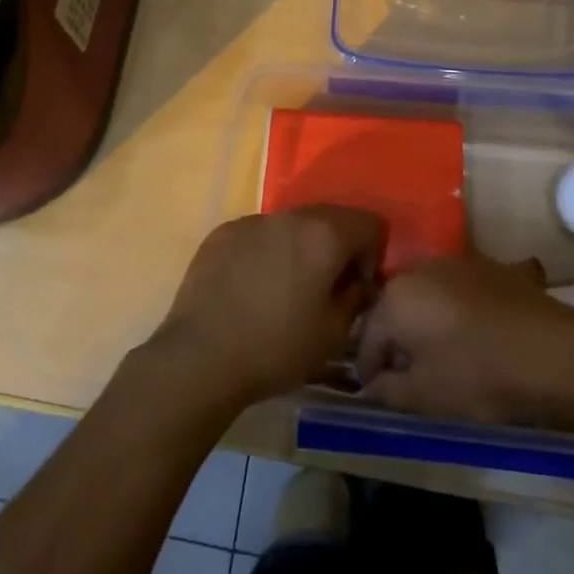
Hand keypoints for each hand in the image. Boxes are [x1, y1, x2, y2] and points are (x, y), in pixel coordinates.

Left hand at [151, 207, 385, 408]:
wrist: (201, 356)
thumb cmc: (276, 348)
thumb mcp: (332, 335)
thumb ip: (355, 299)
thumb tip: (358, 284)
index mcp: (323, 235)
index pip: (368, 222)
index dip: (373, 252)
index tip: (356, 285)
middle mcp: (289, 216)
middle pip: (329, 217)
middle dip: (336, 247)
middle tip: (326, 287)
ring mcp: (251, 221)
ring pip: (290, 225)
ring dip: (299, 248)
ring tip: (284, 289)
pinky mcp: (222, 233)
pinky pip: (257, 235)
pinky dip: (265, 252)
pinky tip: (251, 288)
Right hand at [357, 254, 573, 426]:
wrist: (556, 352)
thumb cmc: (481, 375)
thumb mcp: (426, 397)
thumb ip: (388, 391)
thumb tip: (372, 386)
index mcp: (395, 298)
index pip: (366, 338)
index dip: (368, 371)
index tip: (378, 396)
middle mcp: (419, 269)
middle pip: (395, 310)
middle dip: (397, 342)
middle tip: (410, 377)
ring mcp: (456, 262)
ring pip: (427, 296)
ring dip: (427, 322)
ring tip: (445, 356)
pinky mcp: (490, 266)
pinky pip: (461, 290)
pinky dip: (459, 310)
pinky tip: (478, 334)